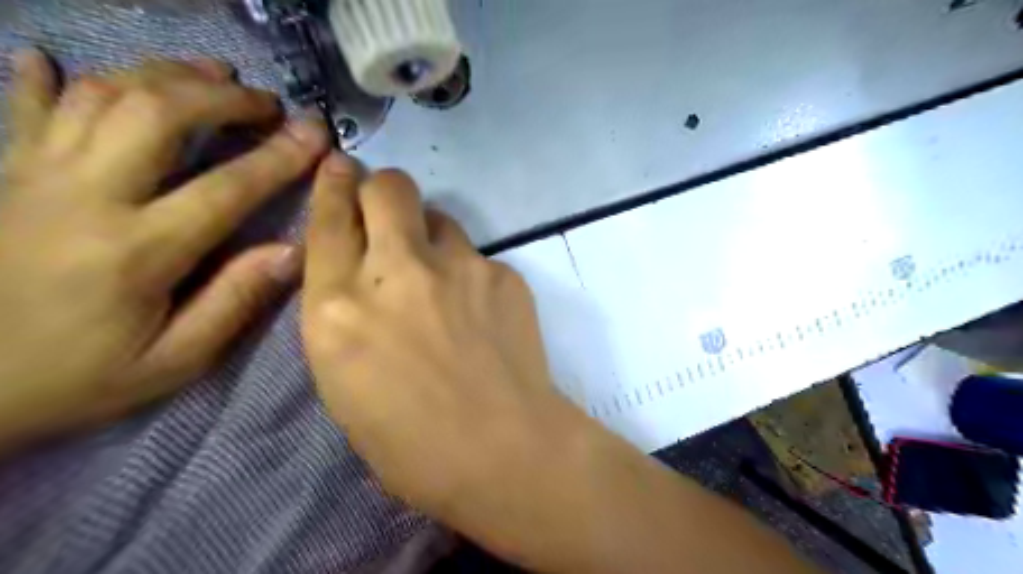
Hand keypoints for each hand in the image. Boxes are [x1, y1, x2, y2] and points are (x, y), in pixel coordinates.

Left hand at [0, 49, 329, 450]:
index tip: (316, 133)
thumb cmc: (76, 378)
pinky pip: (26, 110)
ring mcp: (34, 177)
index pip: (226, 188)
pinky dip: (47, 79)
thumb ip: (235, 302)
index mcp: (137, 250)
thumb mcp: (173, 362)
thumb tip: (292, 252)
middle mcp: (84, 197)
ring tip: (210, 73)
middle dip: (222, 97)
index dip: (279, 157)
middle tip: (266, 102)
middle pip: (156, 114)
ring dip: (163, 75)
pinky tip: (58, 61)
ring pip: (102, 97)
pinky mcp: (2, 176)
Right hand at [302, 160, 821, 573]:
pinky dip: (470, 274)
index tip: (340, 168)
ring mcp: (458, 266)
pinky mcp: (503, 273)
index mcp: (339, 308)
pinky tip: (481, 313)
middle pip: (389, 187)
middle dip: (383, 190)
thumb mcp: (344, 383)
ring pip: (439, 217)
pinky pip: (478, 257)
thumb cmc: (411, 443)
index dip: (332, 187)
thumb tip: (362, 276)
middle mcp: (396, 272)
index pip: (329, 220)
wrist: (504, 450)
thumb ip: (345, 316)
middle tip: (390, 214)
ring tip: (441, 279)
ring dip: (430, 236)